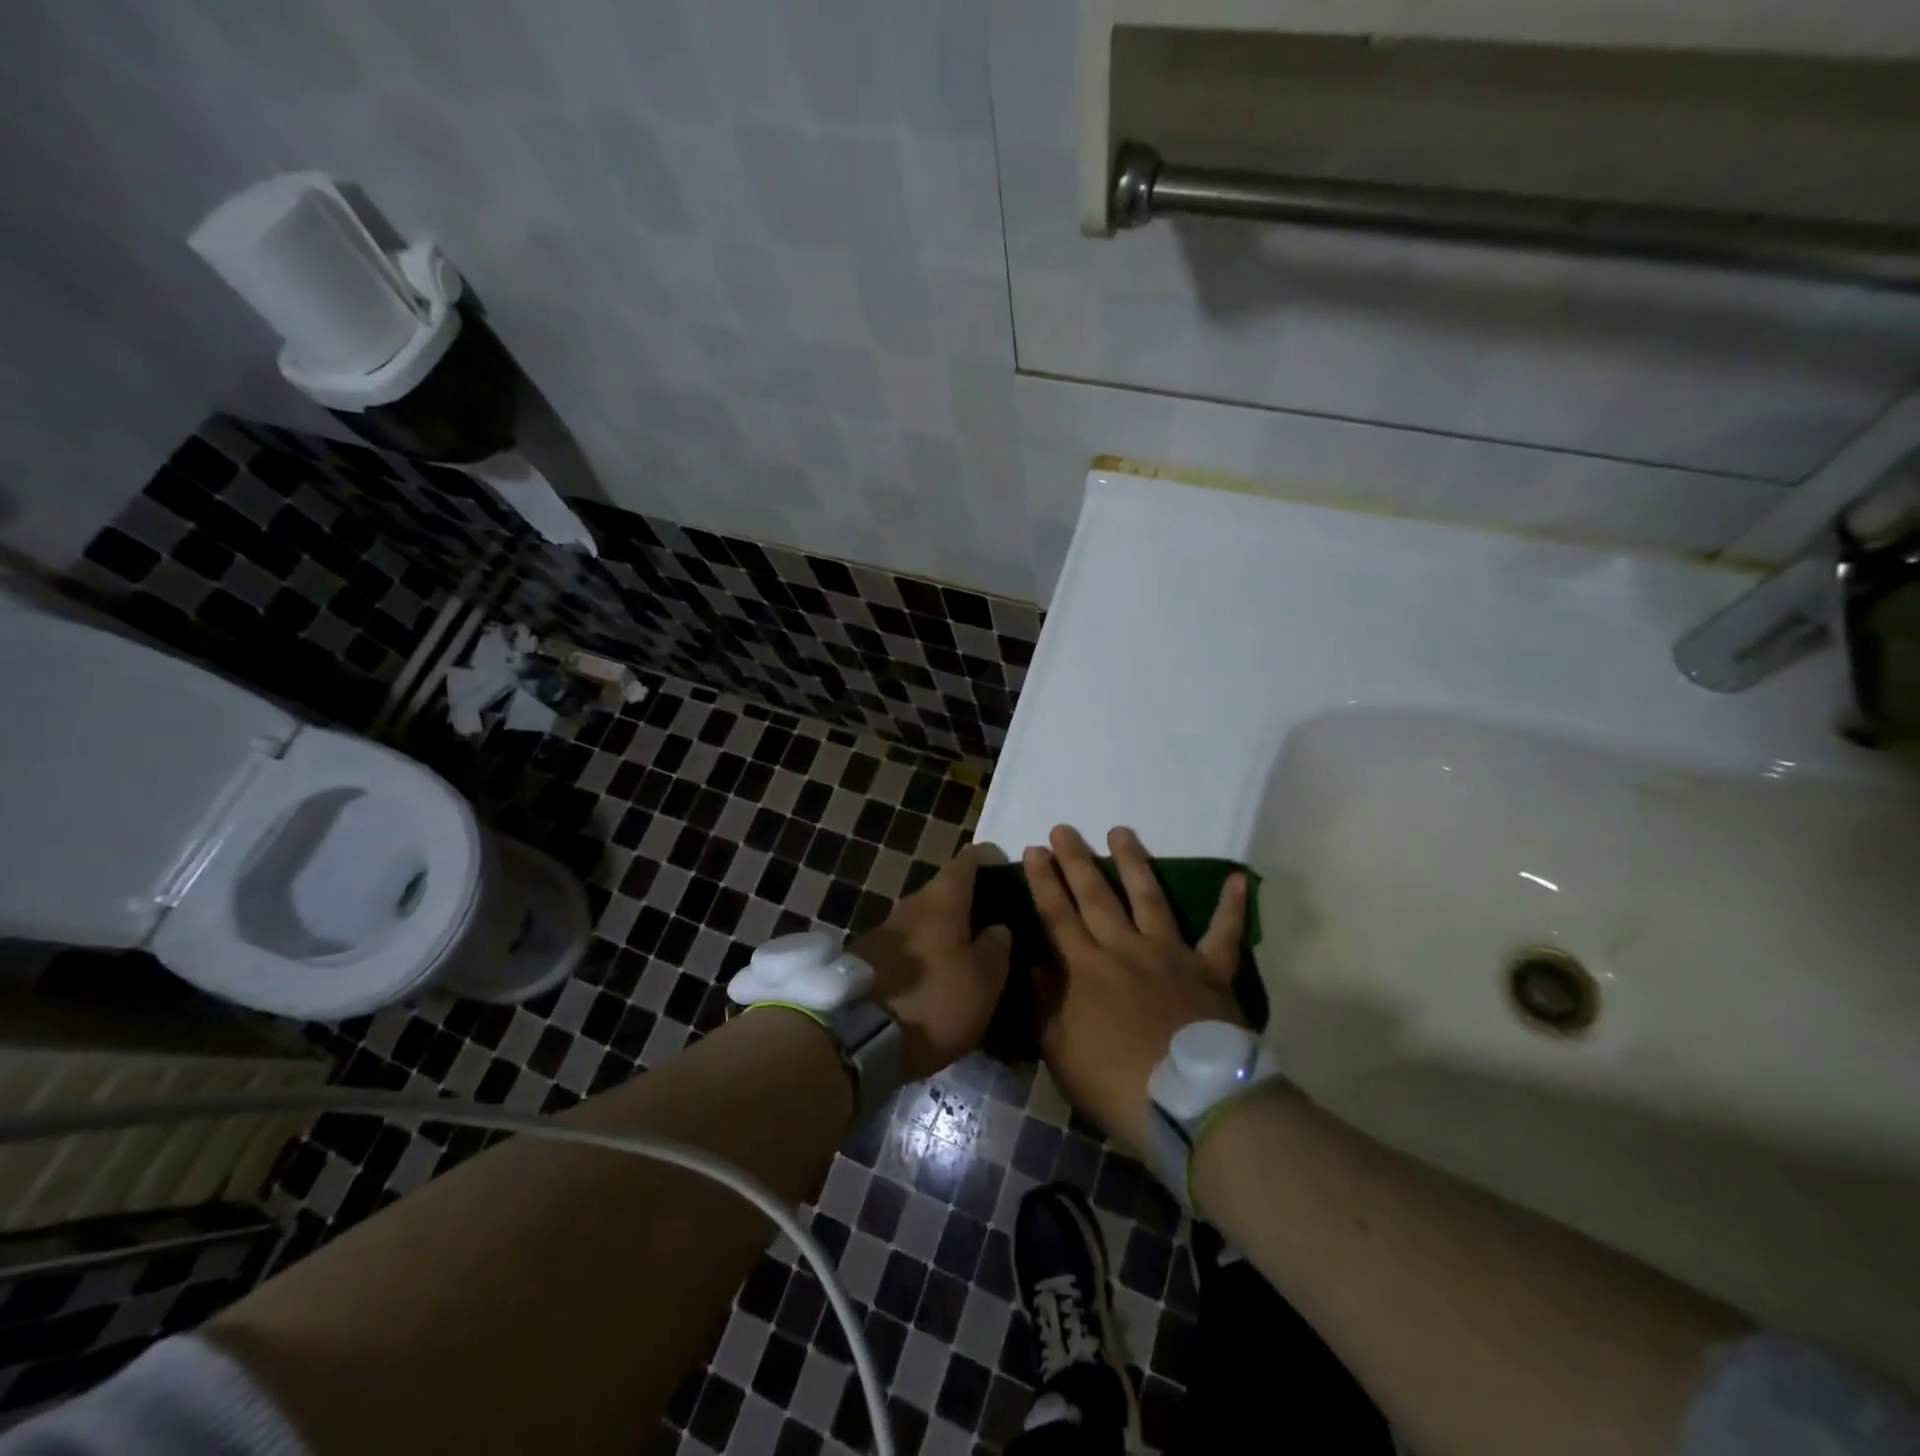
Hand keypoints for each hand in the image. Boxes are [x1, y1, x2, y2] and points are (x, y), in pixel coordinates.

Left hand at [856, 842, 1013, 1080]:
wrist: (856, 1039)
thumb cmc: (934, 1001)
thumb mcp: (983, 981)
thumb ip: (996, 948)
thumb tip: (998, 928)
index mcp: (942, 900)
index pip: (969, 860)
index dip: (991, 861)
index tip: (1008, 875)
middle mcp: (911, 904)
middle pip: (945, 892)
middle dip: (969, 905)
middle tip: (994, 927)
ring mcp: (884, 931)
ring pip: (924, 921)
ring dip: (945, 933)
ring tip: (968, 957)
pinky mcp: (867, 960)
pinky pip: (907, 947)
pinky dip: (925, 955)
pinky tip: (937, 979)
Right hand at [1026, 825, 1247, 1152]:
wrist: (1193, 1104)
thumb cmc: (1119, 1084)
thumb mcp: (1062, 1054)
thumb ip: (1046, 1006)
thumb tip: (1034, 964)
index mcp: (1087, 970)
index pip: (1058, 915)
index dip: (1044, 882)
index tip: (1034, 850)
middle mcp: (1126, 949)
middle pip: (1097, 897)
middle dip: (1076, 861)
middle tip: (1064, 829)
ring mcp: (1172, 955)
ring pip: (1149, 898)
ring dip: (1134, 863)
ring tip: (1120, 832)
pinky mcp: (1211, 970)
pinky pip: (1223, 933)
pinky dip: (1231, 907)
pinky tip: (1237, 878)